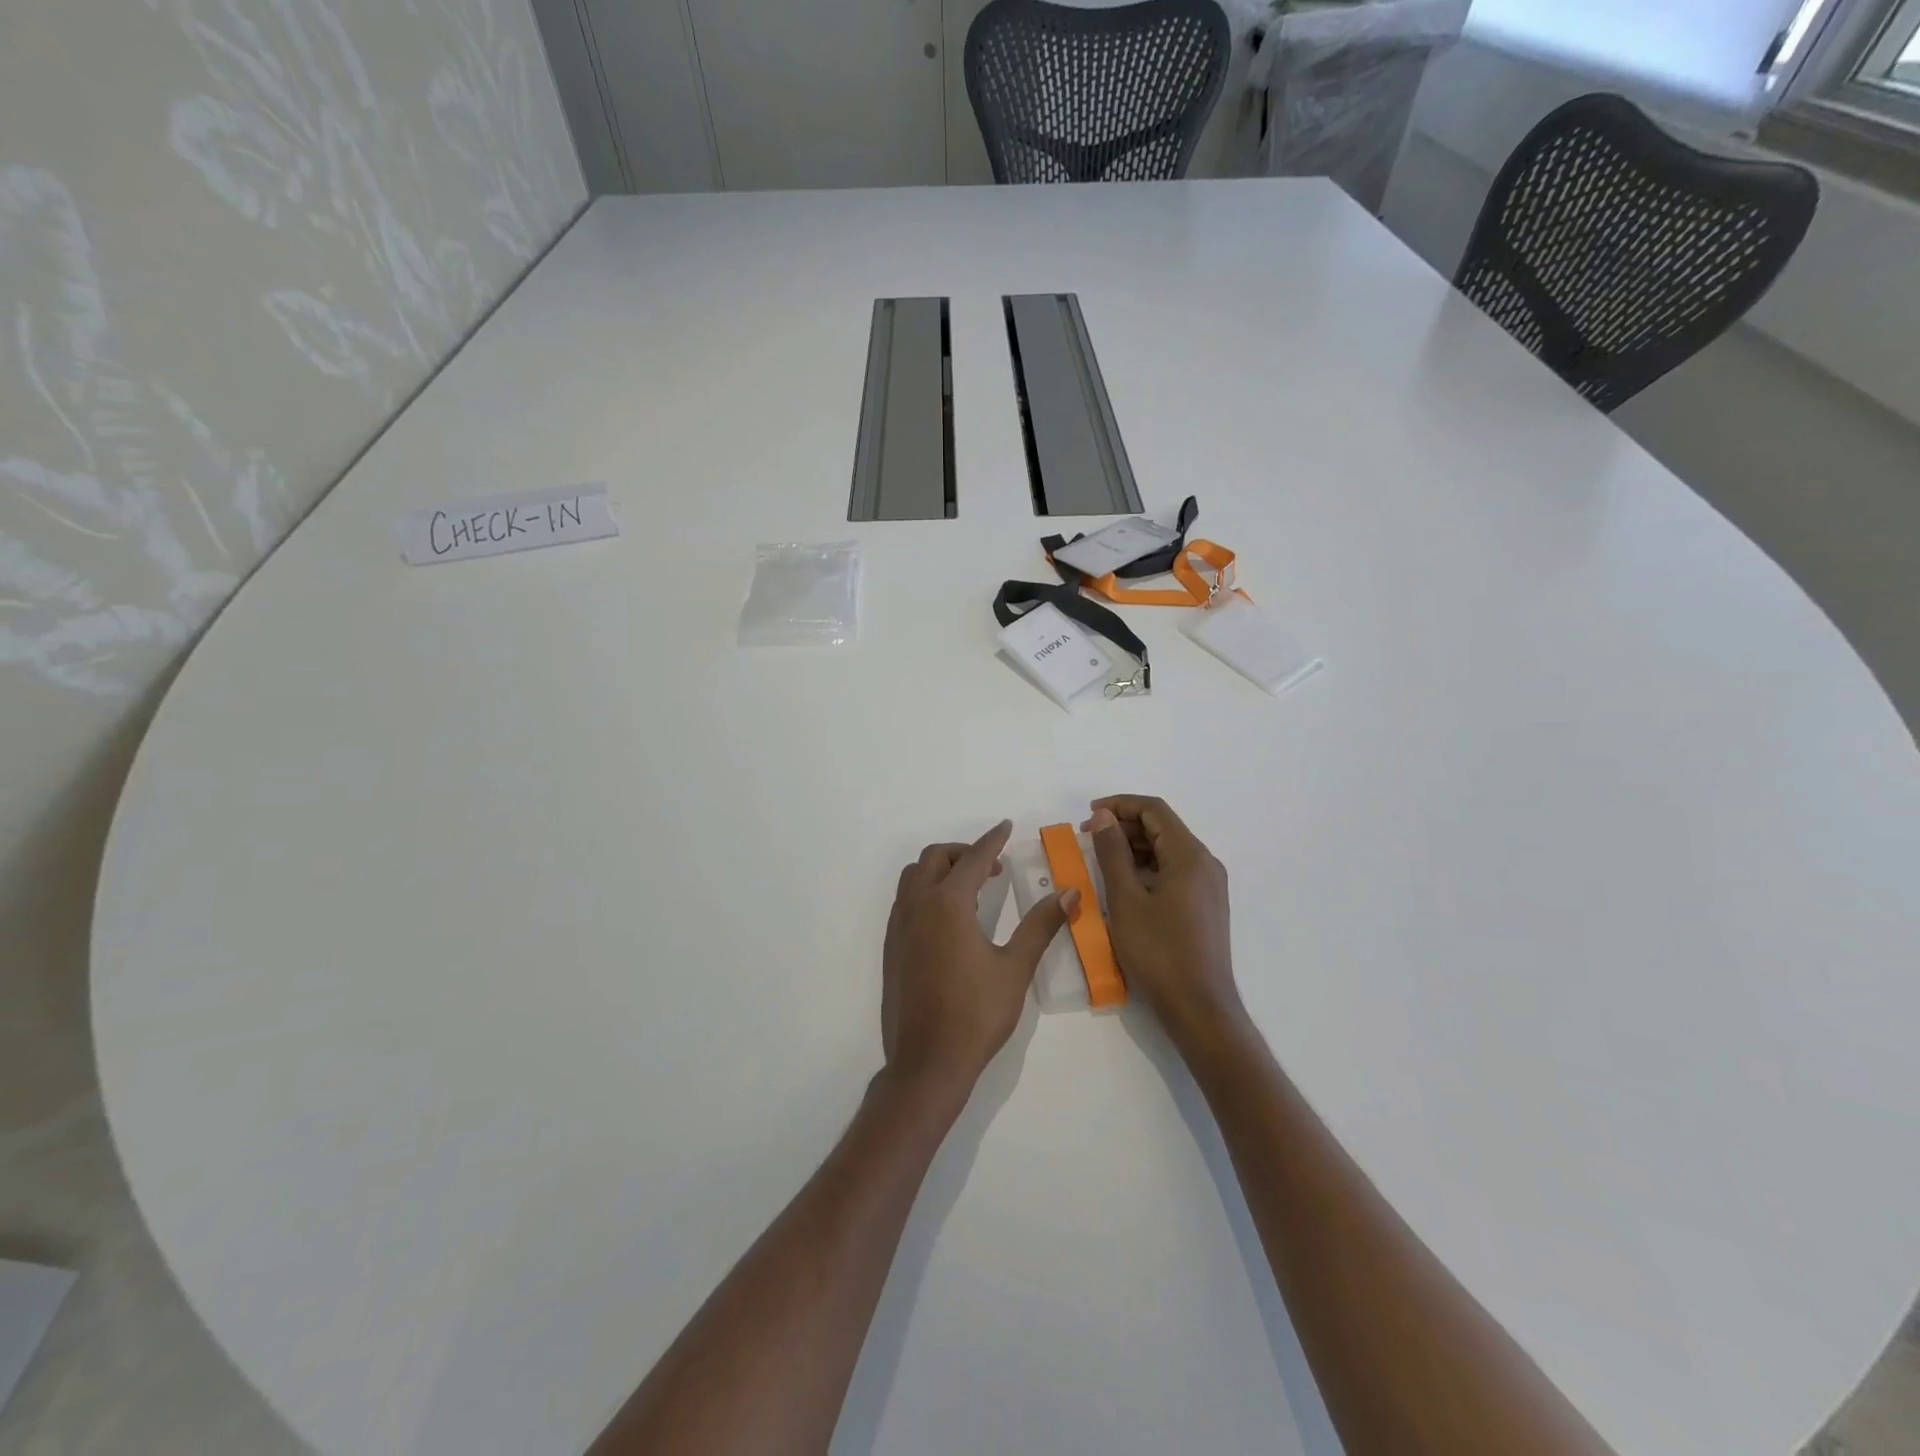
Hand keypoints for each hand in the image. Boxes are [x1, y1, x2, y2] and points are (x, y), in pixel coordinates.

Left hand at [882, 820, 1074, 1102]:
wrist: (926, 1062)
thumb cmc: (975, 1014)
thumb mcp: (1015, 968)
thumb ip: (1041, 925)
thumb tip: (1070, 893)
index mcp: (947, 904)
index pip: (973, 859)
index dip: (992, 840)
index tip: (1006, 827)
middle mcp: (917, 906)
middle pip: (934, 858)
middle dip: (963, 852)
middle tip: (992, 867)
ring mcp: (899, 927)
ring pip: (914, 877)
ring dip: (940, 870)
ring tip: (971, 889)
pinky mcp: (891, 948)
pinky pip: (905, 901)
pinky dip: (926, 891)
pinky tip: (949, 919)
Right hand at [1085, 796, 1245, 1049]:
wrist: (1199, 1008)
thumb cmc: (1159, 952)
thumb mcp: (1125, 900)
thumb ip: (1112, 853)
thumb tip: (1103, 817)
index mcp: (1190, 856)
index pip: (1154, 810)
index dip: (1119, 805)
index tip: (1088, 814)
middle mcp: (1205, 864)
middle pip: (1162, 828)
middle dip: (1124, 826)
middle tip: (1087, 839)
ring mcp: (1208, 886)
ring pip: (1167, 851)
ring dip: (1133, 848)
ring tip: (1099, 860)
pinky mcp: (1204, 906)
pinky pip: (1173, 872)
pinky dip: (1146, 869)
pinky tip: (1122, 884)